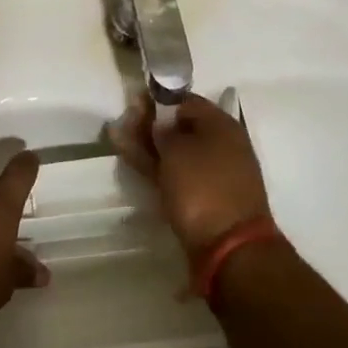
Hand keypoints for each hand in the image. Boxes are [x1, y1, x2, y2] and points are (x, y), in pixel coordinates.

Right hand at [110, 92, 271, 253]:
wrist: (230, 248)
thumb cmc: (203, 187)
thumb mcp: (176, 150)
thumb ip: (162, 130)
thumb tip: (159, 123)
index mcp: (222, 125)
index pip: (186, 101)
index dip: (158, 99)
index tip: (134, 102)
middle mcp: (221, 145)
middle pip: (181, 127)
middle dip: (150, 123)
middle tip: (122, 122)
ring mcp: (212, 174)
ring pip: (176, 152)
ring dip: (148, 145)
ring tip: (117, 137)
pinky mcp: (203, 198)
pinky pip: (176, 173)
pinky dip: (155, 166)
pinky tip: (131, 158)